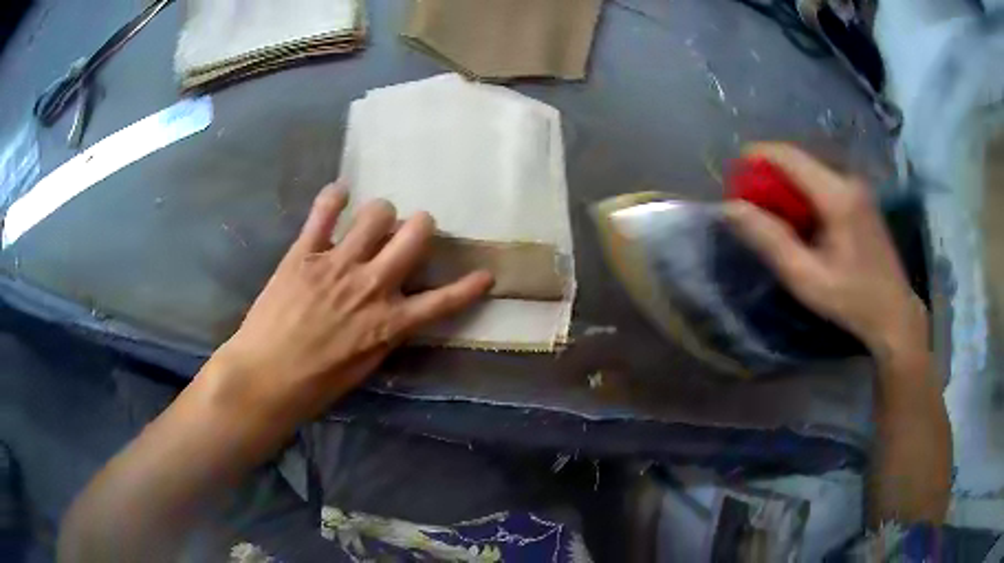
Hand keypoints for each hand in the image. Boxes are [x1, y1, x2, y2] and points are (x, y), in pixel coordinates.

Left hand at [203, 181, 492, 424]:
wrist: (265, 377)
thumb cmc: (316, 384)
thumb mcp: (364, 367)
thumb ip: (385, 334)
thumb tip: (397, 311)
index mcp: (388, 323)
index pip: (443, 301)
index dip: (469, 287)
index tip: (485, 275)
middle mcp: (371, 285)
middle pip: (414, 236)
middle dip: (422, 226)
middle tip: (414, 230)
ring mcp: (337, 264)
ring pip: (376, 213)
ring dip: (382, 213)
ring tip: (372, 220)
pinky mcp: (304, 253)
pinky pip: (323, 211)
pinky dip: (334, 197)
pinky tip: (339, 194)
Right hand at [724, 143, 927, 361]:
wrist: (895, 313)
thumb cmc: (851, 301)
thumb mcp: (806, 278)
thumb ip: (769, 240)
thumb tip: (731, 208)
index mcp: (837, 195)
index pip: (788, 156)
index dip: (756, 157)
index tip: (733, 176)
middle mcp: (848, 180)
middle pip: (799, 161)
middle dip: (769, 175)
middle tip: (750, 204)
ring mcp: (858, 187)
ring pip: (810, 172)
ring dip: (786, 186)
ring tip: (773, 216)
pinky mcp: (861, 198)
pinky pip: (823, 183)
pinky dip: (804, 195)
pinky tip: (801, 222)